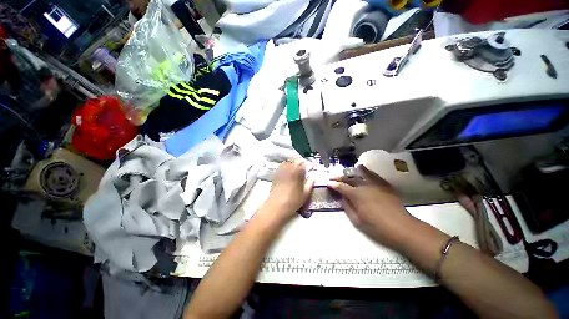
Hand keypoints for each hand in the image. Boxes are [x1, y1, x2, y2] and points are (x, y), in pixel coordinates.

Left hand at [266, 159, 314, 218]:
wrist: (276, 206)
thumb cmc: (292, 201)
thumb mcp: (305, 194)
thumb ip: (310, 184)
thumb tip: (313, 177)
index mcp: (297, 172)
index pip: (304, 163)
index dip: (308, 165)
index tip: (311, 168)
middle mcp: (289, 169)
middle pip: (295, 161)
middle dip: (301, 163)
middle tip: (304, 169)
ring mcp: (281, 171)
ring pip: (288, 162)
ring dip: (292, 164)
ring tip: (295, 170)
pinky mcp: (275, 175)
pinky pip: (281, 167)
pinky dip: (285, 167)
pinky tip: (287, 173)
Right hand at [327, 165, 414, 249]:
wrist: (402, 228)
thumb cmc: (377, 227)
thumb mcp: (357, 221)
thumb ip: (347, 207)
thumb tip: (342, 197)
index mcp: (356, 195)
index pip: (341, 187)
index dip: (333, 184)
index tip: (327, 183)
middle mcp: (365, 186)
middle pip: (349, 178)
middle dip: (339, 177)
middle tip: (333, 178)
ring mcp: (376, 184)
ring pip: (361, 173)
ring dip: (352, 172)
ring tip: (347, 171)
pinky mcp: (385, 185)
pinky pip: (373, 175)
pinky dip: (366, 171)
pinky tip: (363, 169)